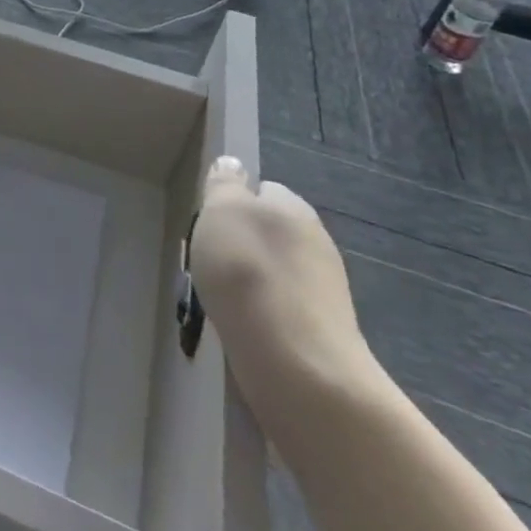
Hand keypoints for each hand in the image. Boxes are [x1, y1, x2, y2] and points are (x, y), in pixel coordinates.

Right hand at [190, 157, 380, 432]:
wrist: (296, 365)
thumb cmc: (249, 273)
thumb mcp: (222, 211)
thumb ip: (225, 184)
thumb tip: (233, 165)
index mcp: (295, 208)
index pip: (264, 190)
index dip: (234, 201)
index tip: (209, 223)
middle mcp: (316, 244)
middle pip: (268, 233)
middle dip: (239, 245)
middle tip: (207, 263)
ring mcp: (323, 292)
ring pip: (272, 273)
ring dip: (247, 282)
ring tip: (217, 300)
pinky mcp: (320, 333)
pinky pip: (279, 310)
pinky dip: (258, 315)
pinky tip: (239, 327)